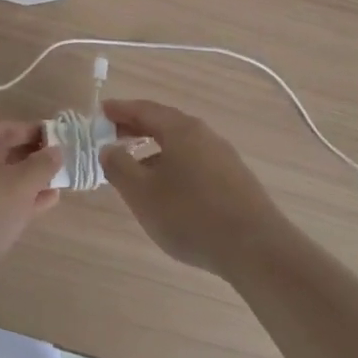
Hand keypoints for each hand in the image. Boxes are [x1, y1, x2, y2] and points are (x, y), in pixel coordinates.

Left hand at [0, 120, 62, 307]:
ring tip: (59, 185)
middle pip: (4, 152)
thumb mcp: (19, 185)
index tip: (65, 139)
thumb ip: (42, 164)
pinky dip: (17, 200)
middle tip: (65, 164)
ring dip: (29, 182)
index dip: (38, 132)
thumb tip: (56, 150)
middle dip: (34, 158)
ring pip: (0, 179)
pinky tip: (42, 206)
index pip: (10, 127)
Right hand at [101, 100, 291, 279]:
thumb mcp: (142, 193)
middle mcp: (204, 135)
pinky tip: (168, 190)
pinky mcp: (235, 180)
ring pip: (181, 145)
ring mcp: (223, 156)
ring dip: (155, 150)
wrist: (256, 248)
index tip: (101, 112)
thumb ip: (119, 167)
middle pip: (164, 123)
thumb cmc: (190, 215)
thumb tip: (108, 148)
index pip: (144, 109)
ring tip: (136, 169)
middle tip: (112, 138)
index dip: (120, 110)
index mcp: (180, 129)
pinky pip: (195, 162)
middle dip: (136, 128)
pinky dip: (174, 165)